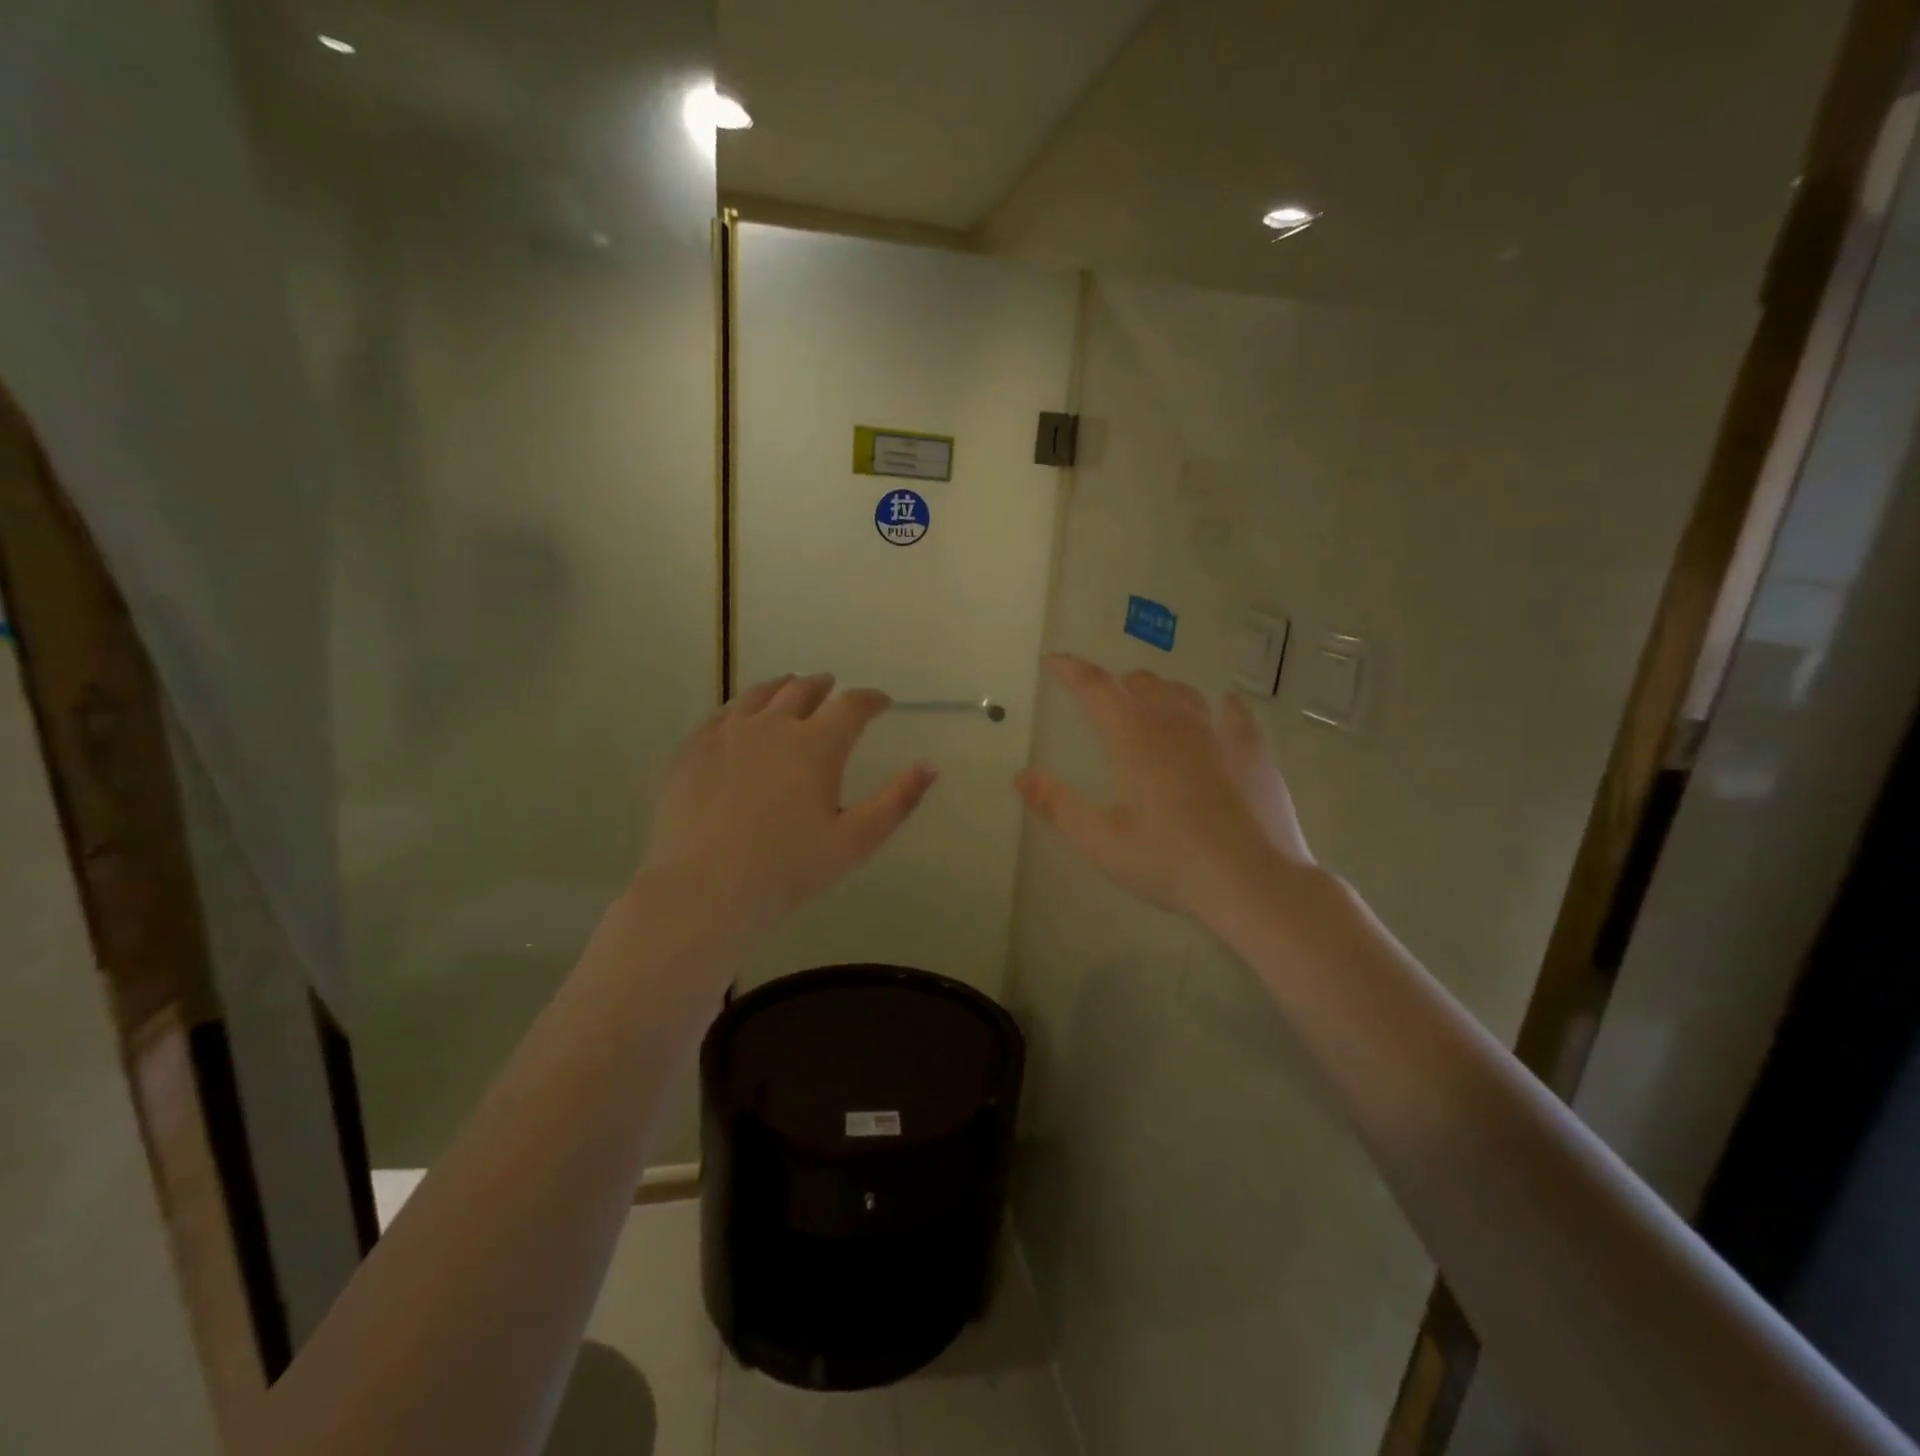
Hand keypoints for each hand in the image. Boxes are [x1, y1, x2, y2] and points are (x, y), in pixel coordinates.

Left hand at [641, 674, 937, 932]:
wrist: (704, 890)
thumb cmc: (788, 869)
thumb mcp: (856, 840)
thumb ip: (897, 800)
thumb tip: (930, 767)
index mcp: (816, 744)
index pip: (852, 706)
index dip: (871, 700)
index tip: (881, 702)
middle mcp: (772, 725)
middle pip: (802, 689)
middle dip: (824, 686)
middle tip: (833, 688)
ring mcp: (726, 734)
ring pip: (760, 695)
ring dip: (782, 688)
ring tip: (789, 688)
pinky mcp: (692, 749)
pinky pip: (722, 715)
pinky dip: (742, 708)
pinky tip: (741, 719)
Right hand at [1014, 655, 1312, 927]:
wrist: (1254, 881)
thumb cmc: (1169, 862)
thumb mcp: (1101, 841)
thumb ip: (1058, 805)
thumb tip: (1022, 776)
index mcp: (1133, 737)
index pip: (1095, 687)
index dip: (1070, 669)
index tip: (1053, 661)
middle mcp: (1175, 722)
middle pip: (1140, 683)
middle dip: (1115, 685)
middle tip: (1101, 702)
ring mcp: (1219, 732)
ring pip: (1183, 692)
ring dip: (1159, 692)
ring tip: (1150, 705)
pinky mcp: (1253, 750)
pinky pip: (1233, 712)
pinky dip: (1217, 707)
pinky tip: (1221, 712)